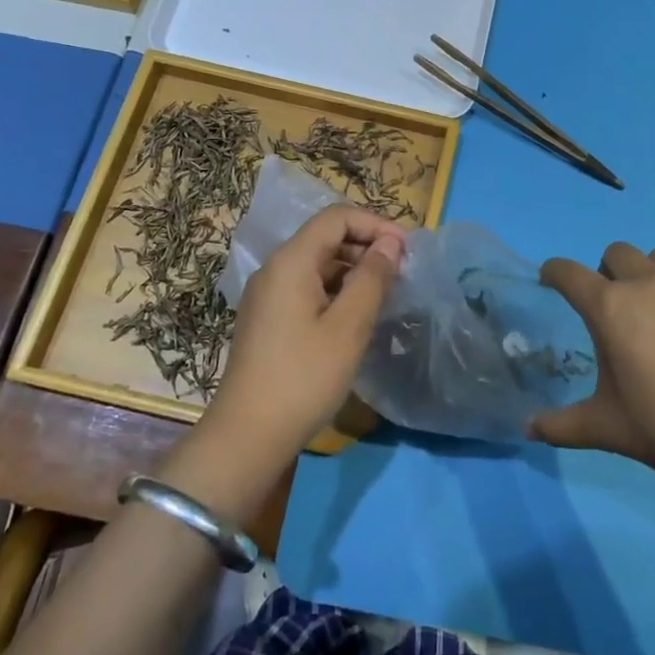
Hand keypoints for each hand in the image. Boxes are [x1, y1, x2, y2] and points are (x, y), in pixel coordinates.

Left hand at [203, 205, 405, 464]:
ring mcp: (267, 295)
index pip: (336, 218)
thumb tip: (390, 243)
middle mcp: (275, 269)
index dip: (375, 224)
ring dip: (353, 270)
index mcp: (291, 261)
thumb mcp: (349, 326)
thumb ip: (372, 278)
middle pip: (325, 237)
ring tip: (385, 294)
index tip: (407, 250)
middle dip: (366, 246)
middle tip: (401, 272)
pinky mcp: (268, 319)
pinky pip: (307, 287)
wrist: (248, 436)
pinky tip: (356, 316)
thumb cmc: (304, 377)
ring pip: (317, 264)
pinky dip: (336, 290)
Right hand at [530, 243, 654, 485]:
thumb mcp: (607, 429)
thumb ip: (561, 426)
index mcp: (610, 309)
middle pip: (615, 253)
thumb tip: (527, 429)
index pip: (568, 273)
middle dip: (605, 273)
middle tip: (614, 308)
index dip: (554, 273)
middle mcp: (647, 283)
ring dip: (647, 273)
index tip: (551, 282)